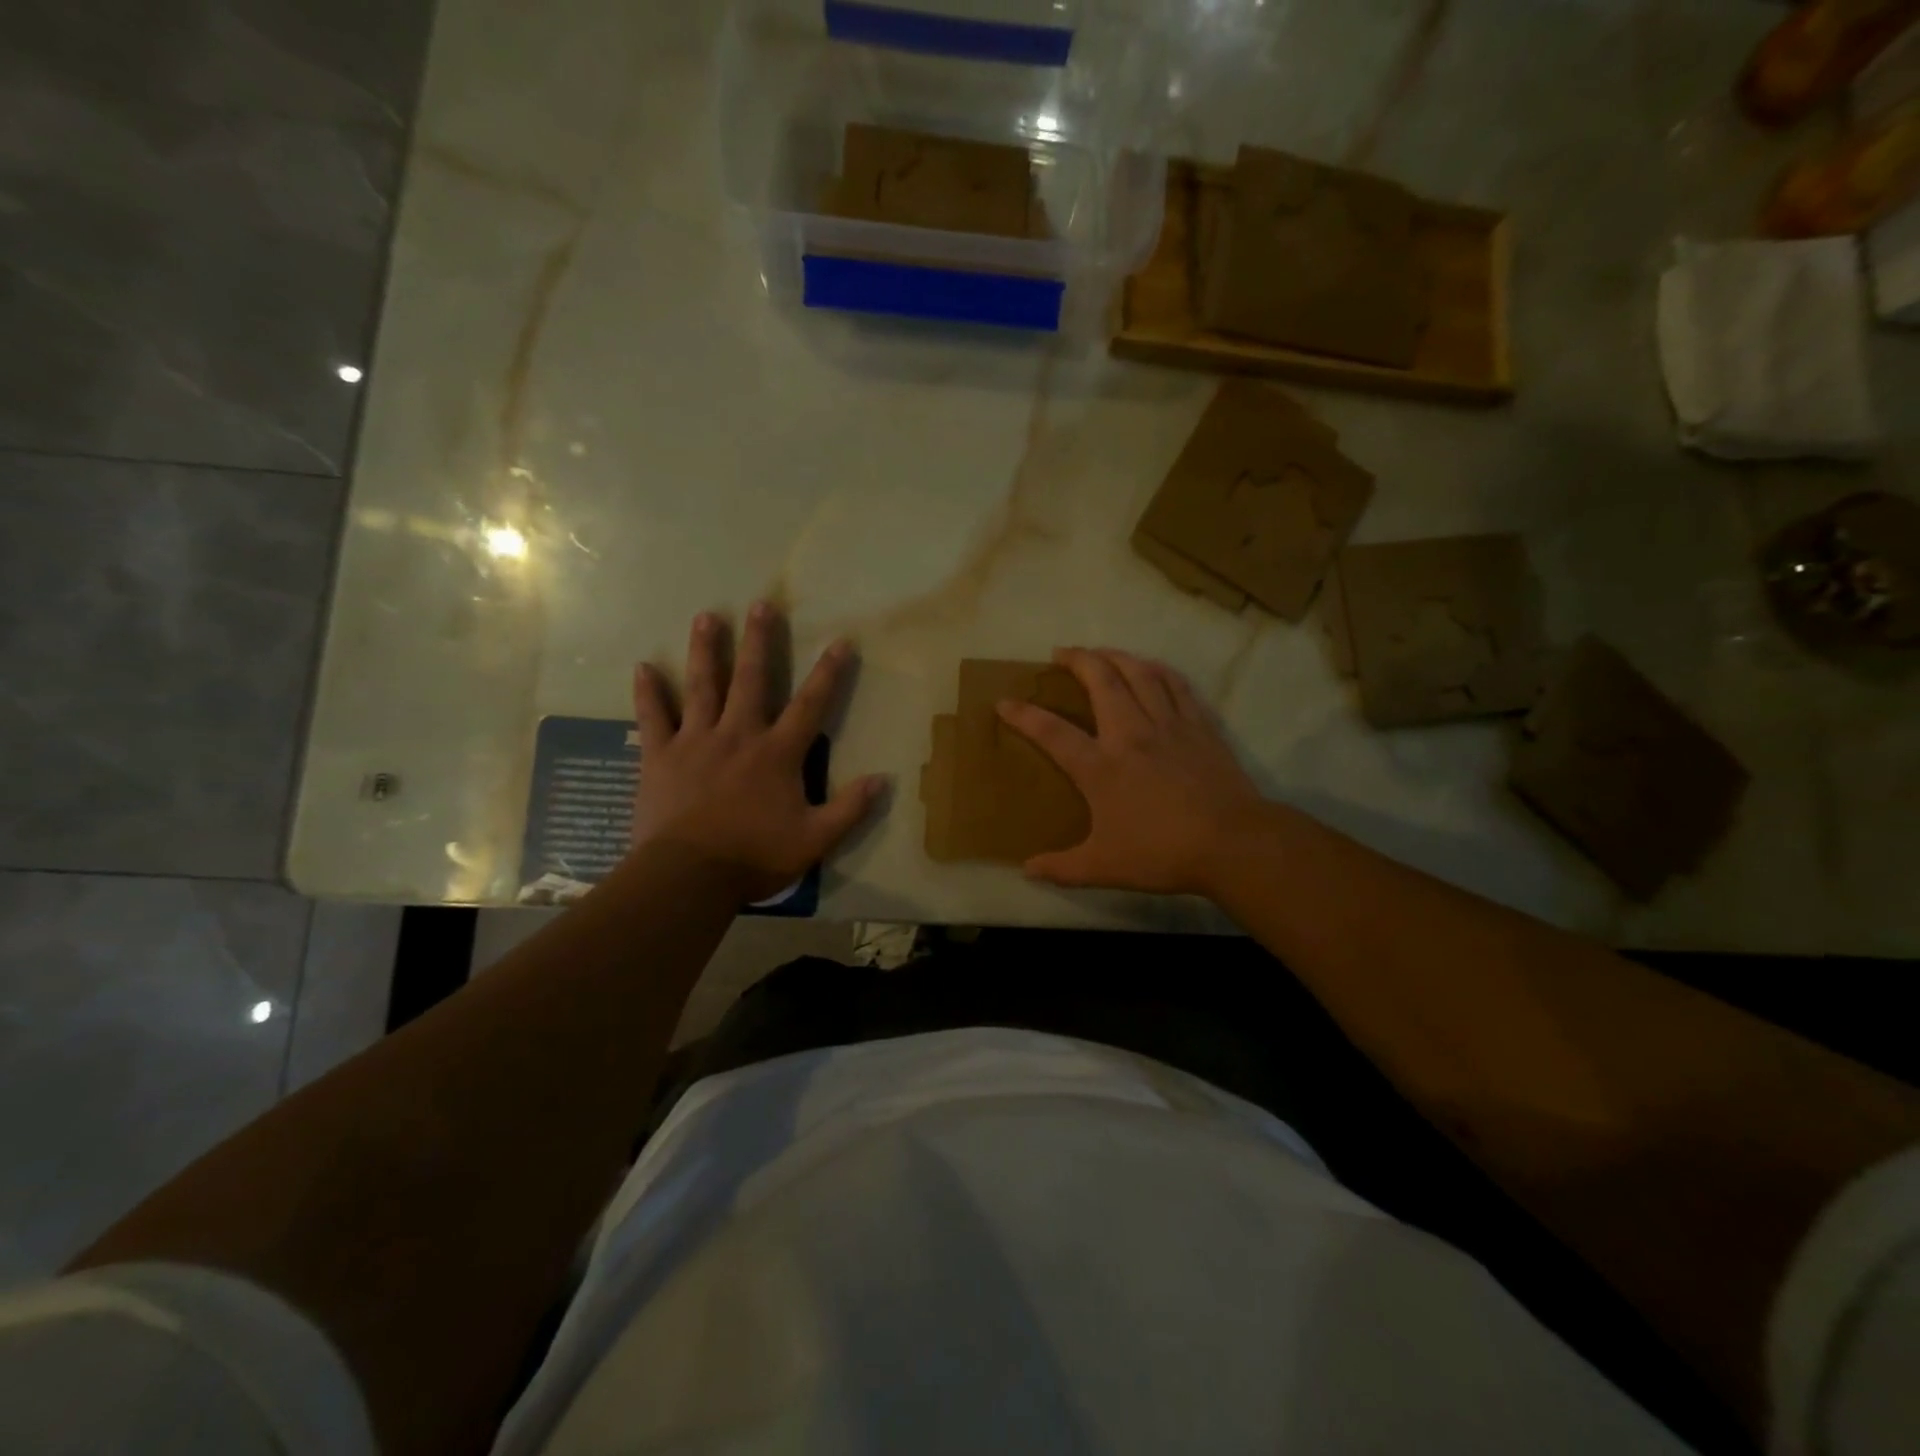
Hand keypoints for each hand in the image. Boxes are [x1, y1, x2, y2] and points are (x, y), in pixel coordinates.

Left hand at [630, 603, 885, 902]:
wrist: (688, 876)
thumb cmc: (754, 856)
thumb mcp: (814, 840)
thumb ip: (849, 809)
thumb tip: (883, 780)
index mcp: (777, 753)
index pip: (810, 705)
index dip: (829, 673)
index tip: (841, 641)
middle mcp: (738, 735)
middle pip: (751, 679)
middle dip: (759, 641)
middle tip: (761, 604)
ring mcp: (696, 741)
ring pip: (702, 686)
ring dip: (706, 650)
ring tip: (707, 617)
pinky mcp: (660, 756)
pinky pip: (653, 717)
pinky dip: (648, 693)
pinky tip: (643, 667)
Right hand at [997, 648, 1269, 896]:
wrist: (1232, 844)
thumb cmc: (1162, 853)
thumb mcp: (1103, 868)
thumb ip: (1062, 868)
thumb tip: (1027, 870)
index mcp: (1100, 767)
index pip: (1052, 732)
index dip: (1024, 715)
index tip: (1004, 702)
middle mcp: (1130, 734)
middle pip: (1101, 681)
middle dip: (1077, 660)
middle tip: (1061, 653)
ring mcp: (1168, 725)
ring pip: (1139, 673)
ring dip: (1115, 655)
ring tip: (1100, 652)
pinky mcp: (1199, 726)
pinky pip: (1176, 685)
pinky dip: (1159, 669)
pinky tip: (1150, 666)